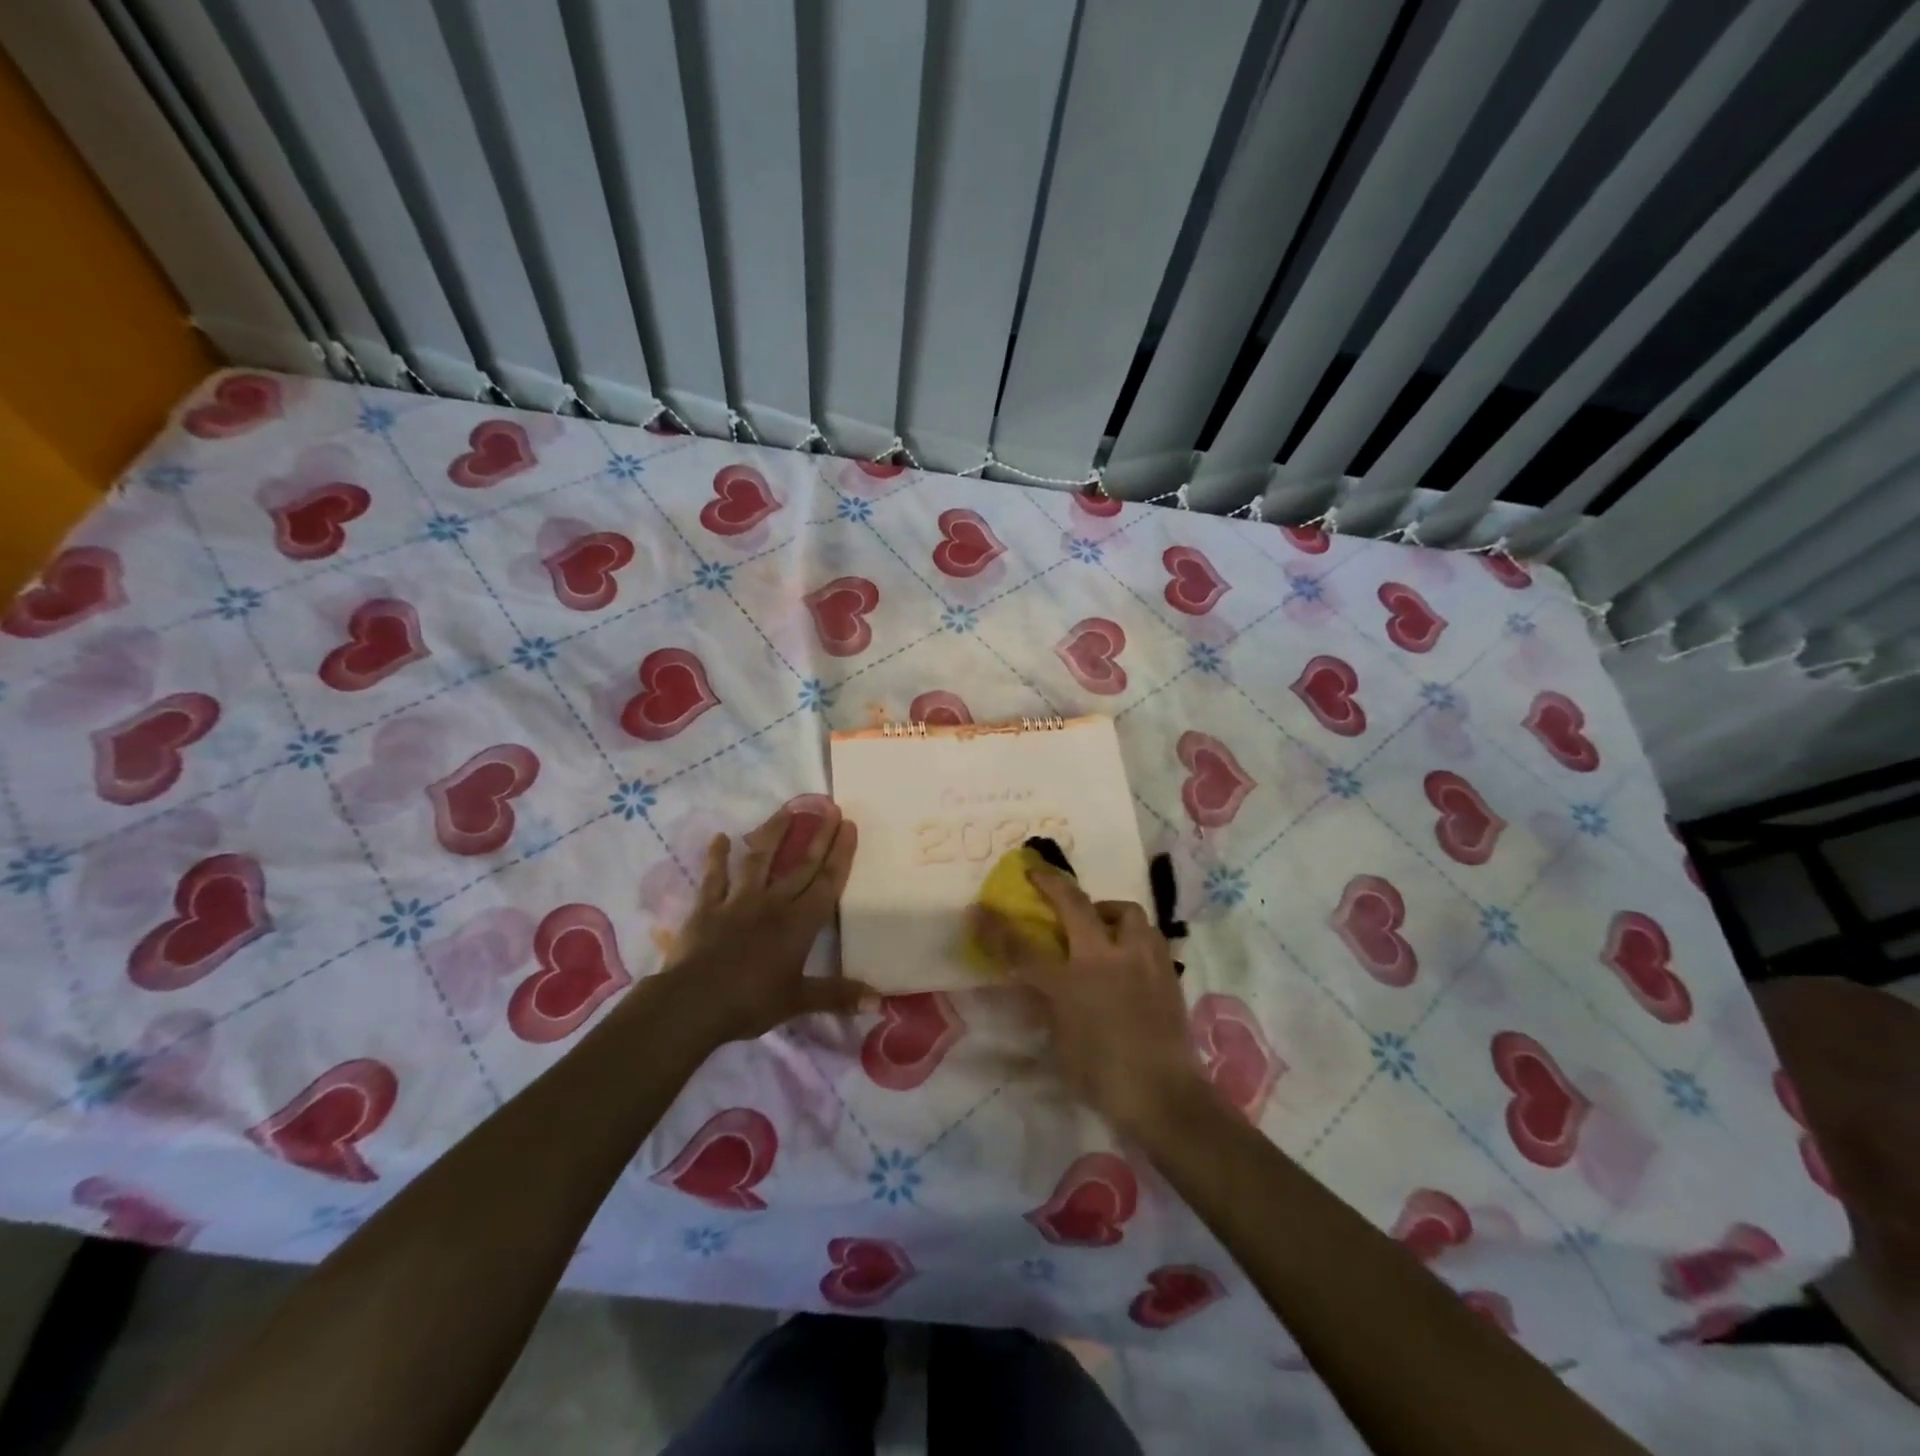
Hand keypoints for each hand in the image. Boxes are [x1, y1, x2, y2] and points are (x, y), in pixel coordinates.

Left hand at [661, 802, 874, 1043]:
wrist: (693, 1003)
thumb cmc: (751, 1002)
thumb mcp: (799, 1001)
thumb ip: (838, 995)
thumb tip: (880, 1001)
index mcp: (799, 924)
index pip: (827, 883)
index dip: (840, 854)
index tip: (849, 825)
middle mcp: (773, 903)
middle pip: (801, 865)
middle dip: (818, 836)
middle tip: (830, 807)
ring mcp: (738, 901)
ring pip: (759, 860)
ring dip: (773, 834)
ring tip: (785, 810)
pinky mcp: (708, 907)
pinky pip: (714, 877)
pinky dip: (716, 857)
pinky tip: (719, 837)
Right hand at [968, 867, 1204, 1137]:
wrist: (1163, 1095)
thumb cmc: (1101, 1077)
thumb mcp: (1059, 1043)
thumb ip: (1046, 1004)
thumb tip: (1035, 982)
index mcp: (1070, 983)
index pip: (1023, 948)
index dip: (996, 927)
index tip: (978, 909)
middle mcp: (1105, 960)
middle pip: (1075, 905)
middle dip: (1052, 884)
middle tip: (1038, 874)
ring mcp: (1140, 960)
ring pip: (1125, 911)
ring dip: (1107, 910)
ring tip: (1100, 923)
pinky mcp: (1166, 970)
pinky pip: (1149, 936)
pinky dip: (1134, 935)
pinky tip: (1130, 952)